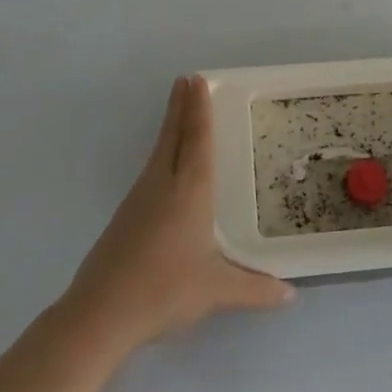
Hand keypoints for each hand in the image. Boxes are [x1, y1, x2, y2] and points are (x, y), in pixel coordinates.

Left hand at [63, 75, 293, 353]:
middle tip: (186, 79)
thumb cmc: (164, 290)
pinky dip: (162, 153)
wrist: (100, 313)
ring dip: (170, 127)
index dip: (199, 109)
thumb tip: (291, 295)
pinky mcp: (125, 216)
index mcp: (189, 191)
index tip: (197, 80)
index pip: (197, 139)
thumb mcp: (217, 291)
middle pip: (173, 135)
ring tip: (179, 112)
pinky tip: (165, 167)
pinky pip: (151, 171)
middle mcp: (162, 184)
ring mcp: (138, 198)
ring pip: (159, 151)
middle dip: (181, 106)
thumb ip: (255, 289)